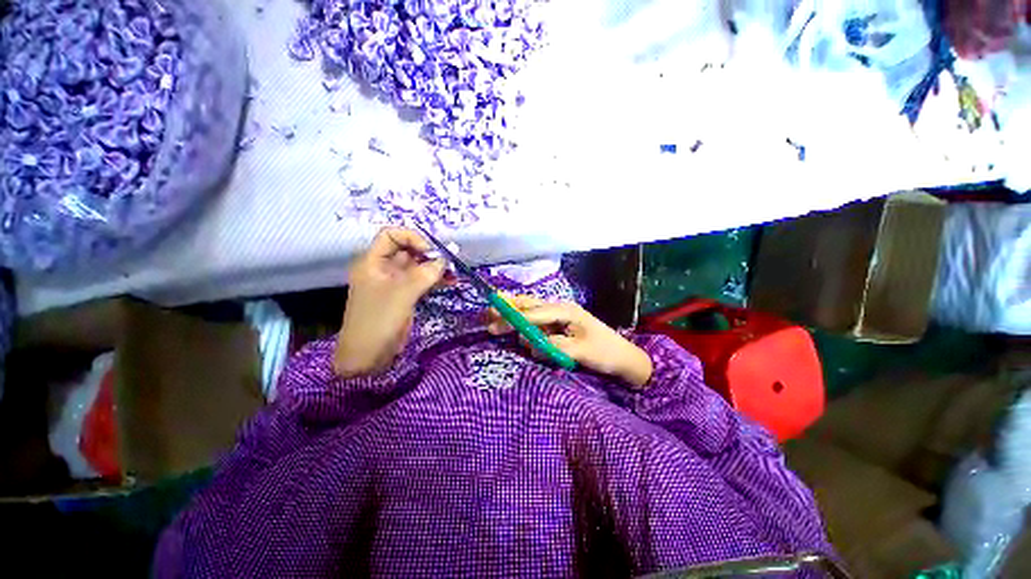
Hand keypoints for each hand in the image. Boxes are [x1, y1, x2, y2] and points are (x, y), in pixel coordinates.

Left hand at [334, 227, 445, 376]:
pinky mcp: (404, 296)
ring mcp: (395, 284)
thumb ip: (424, 274)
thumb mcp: (401, 294)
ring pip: (417, 268)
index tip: (430, 253)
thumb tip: (445, 260)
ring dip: (435, 268)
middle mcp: (383, 269)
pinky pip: (421, 282)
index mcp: (373, 262)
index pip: (391, 236)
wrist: (368, 356)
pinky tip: (449, 282)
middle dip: (429, 254)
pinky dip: (435, 281)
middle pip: (407, 251)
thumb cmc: (378, 320)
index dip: (412, 239)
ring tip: (454, 273)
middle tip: (450, 262)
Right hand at [487, 295, 652, 387]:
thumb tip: (528, 339)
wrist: (624, 359)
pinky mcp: (557, 329)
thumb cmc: (605, 352)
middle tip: (488, 314)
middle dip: (508, 309)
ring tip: (497, 327)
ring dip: (516, 320)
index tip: (494, 322)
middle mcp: (559, 310)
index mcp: (565, 310)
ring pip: (530, 314)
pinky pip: (537, 327)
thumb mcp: (580, 351)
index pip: (535, 312)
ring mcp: (558, 319)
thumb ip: (553, 345)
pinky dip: (527, 331)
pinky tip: (524, 339)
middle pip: (529, 305)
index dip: (514, 317)